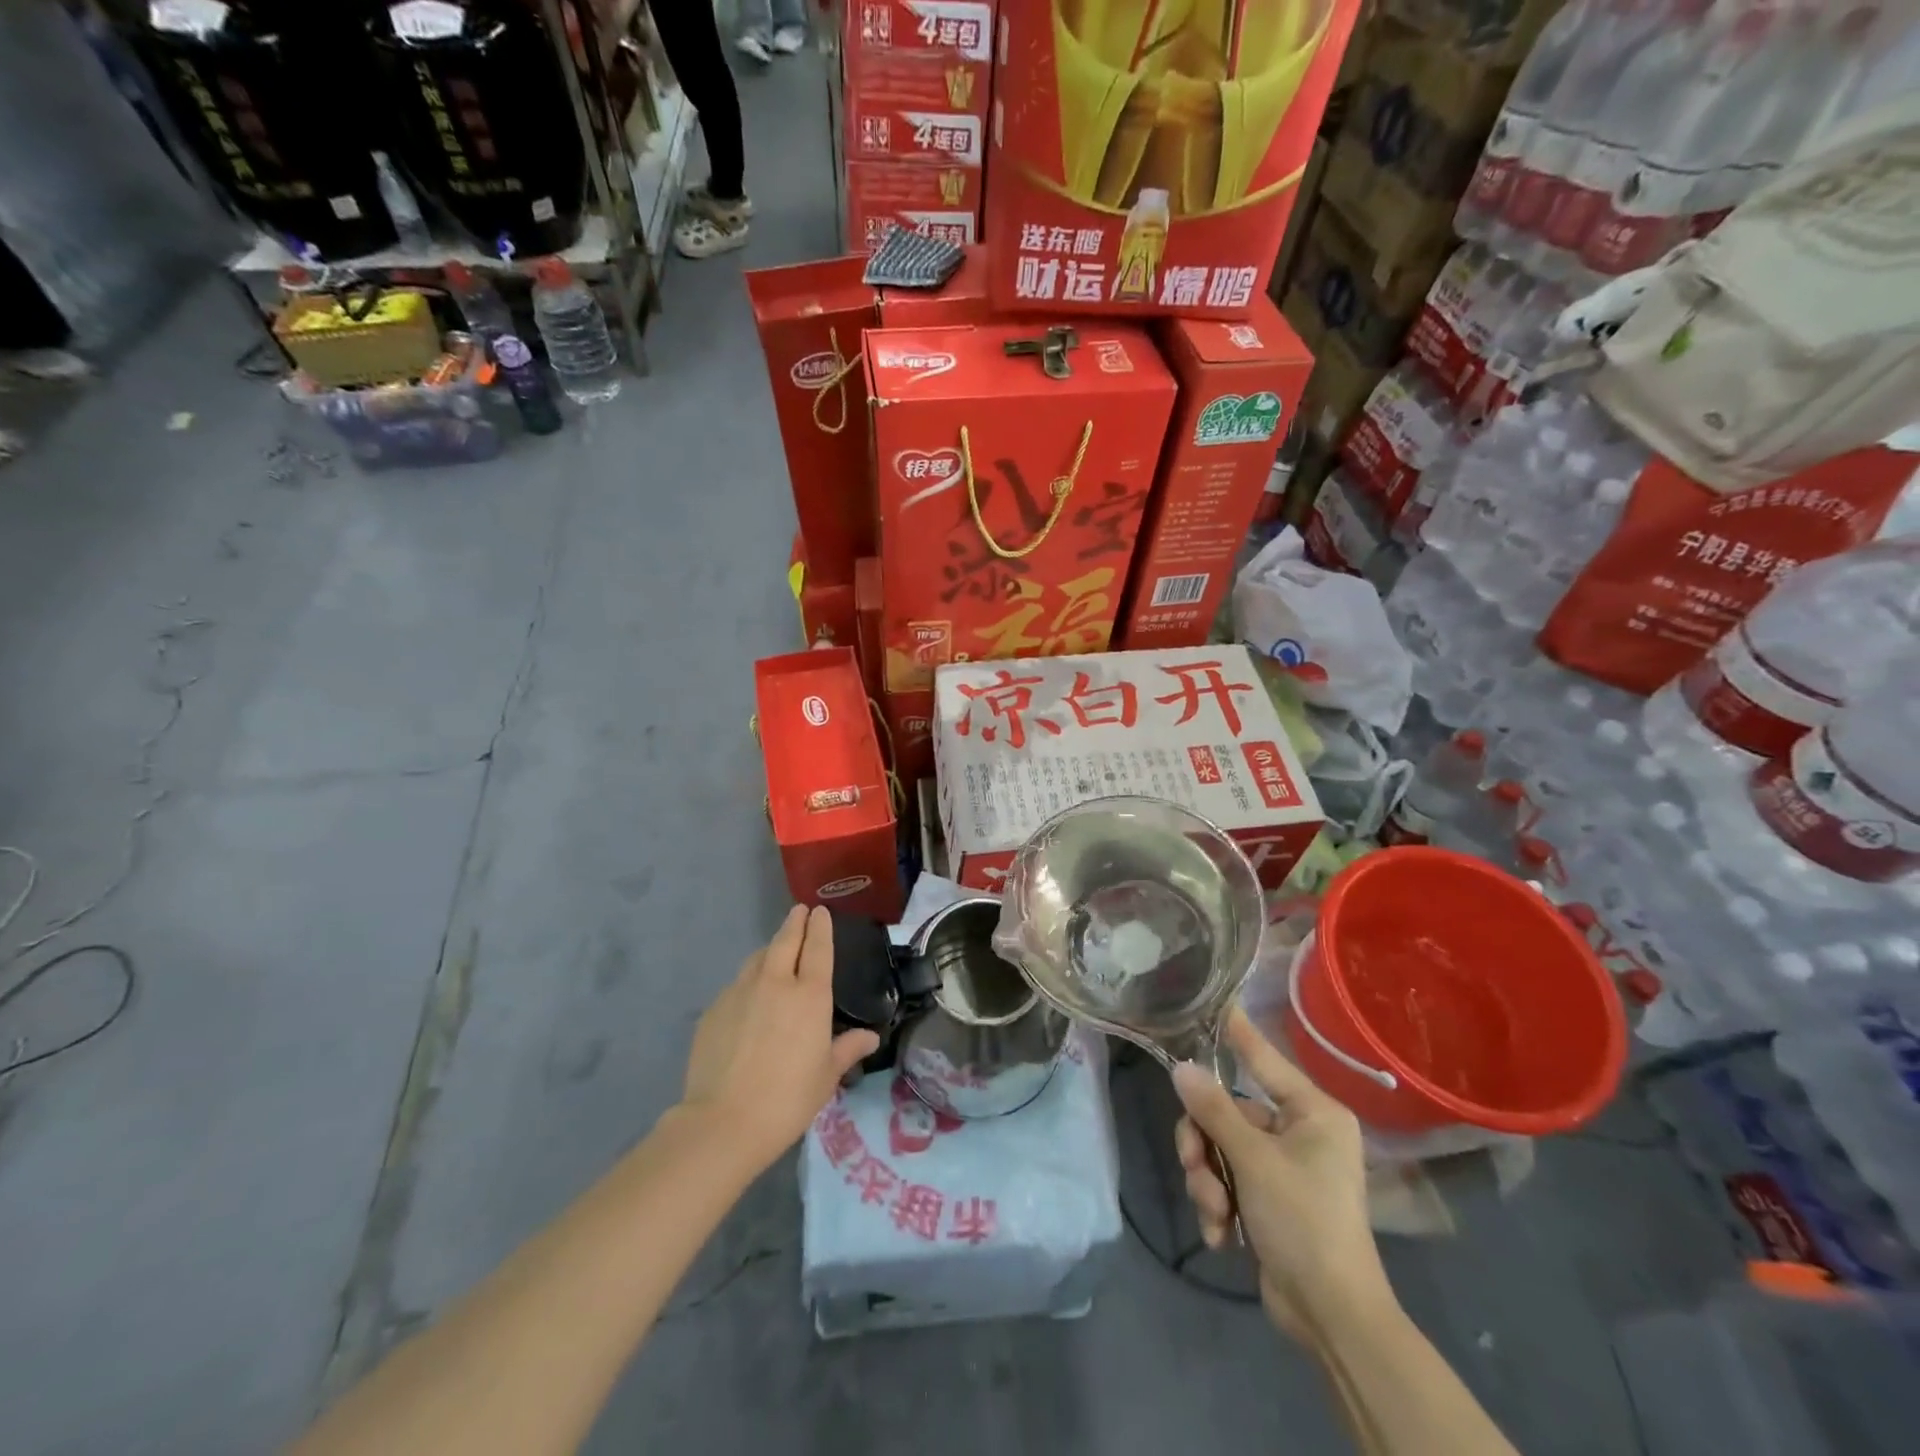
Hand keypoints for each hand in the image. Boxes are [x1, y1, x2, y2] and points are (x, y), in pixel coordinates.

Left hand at [682, 905, 878, 1172]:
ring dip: (771, 949)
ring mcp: (740, 993)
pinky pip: (736, 985)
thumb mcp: (827, 1076)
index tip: (820, 911)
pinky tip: (749, 998)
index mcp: (810, 995)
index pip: (818, 948)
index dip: (820, 927)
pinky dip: (748, 981)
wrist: (723, 1121)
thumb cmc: (788, 1099)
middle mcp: (776, 983)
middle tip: (800, 911)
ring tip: (776, 951)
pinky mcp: (714, 1009)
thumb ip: (848, 1049)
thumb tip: (870, 1037)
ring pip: (758, 959)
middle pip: (786, 941)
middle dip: (795, 922)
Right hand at [1172, 1008, 1394, 1341]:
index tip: (1214, 999)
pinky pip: (1227, 1179)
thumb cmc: (1304, 1222)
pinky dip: (1218, 1204)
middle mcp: (1300, 1131)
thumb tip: (1181, 1067)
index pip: (1264, 1058)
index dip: (1236, 1031)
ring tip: (1215, 1213)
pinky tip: (1221, 1235)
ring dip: (1208, 1179)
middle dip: (1204, 1145)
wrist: (1332, 1318)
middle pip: (1227, 1111)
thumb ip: (1214, 1109)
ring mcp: (1283, 1165)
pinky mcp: (1268, 1197)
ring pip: (1220, 1146)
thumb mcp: (1253, 1161)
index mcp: (1313, 1112)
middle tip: (1197, 1169)